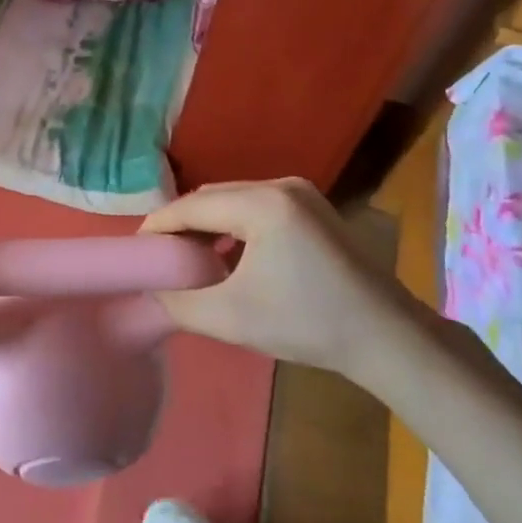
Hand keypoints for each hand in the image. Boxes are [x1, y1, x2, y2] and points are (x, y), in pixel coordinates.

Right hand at [140, 178, 434, 387]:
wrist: (388, 337)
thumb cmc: (308, 324)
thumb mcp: (230, 318)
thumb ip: (178, 302)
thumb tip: (147, 293)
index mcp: (261, 203)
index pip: (191, 206)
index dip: (157, 228)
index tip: (133, 253)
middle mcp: (280, 185)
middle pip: (211, 197)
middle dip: (181, 225)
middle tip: (158, 259)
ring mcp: (301, 193)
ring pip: (233, 200)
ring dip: (207, 226)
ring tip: (187, 260)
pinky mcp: (313, 207)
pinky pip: (256, 207)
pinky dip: (233, 226)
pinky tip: (227, 256)